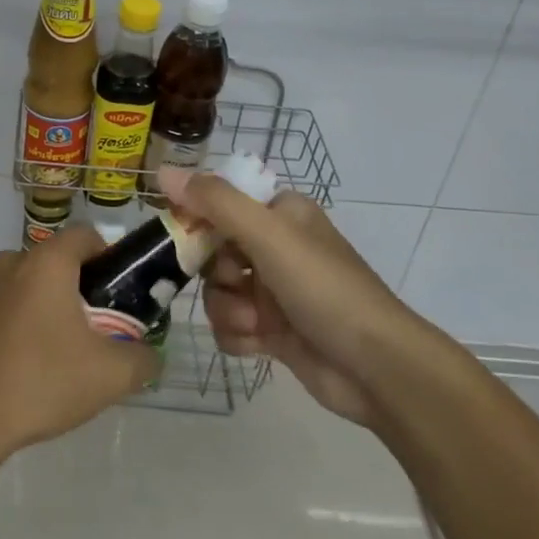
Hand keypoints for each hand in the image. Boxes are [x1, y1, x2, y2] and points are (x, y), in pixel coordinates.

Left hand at [0, 224, 159, 460]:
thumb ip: (142, 358)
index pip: (84, 235)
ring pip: (16, 287)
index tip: (114, 292)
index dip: (106, 257)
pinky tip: (7, 367)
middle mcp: (7, 264)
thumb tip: (149, 355)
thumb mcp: (111, 376)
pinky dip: (1, 328)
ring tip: (45, 354)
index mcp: (46, 264)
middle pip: (50, 263)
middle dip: (70, 288)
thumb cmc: (42, 383)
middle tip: (86, 331)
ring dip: (33, 307)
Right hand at [160, 169, 404, 429]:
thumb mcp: (268, 235)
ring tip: (255, 322)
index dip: (199, 220)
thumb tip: (164, 170)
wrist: (375, 368)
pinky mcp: (273, 330)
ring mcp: (274, 291)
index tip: (183, 236)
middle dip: (217, 274)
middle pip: (213, 251)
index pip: (221, 203)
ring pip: (218, 291)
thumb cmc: (323, 288)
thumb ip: (215, 202)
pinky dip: (238, 334)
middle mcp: (276, 247)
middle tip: (234, 282)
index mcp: (281, 214)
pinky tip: (257, 344)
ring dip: (228, 309)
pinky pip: (231, 325)